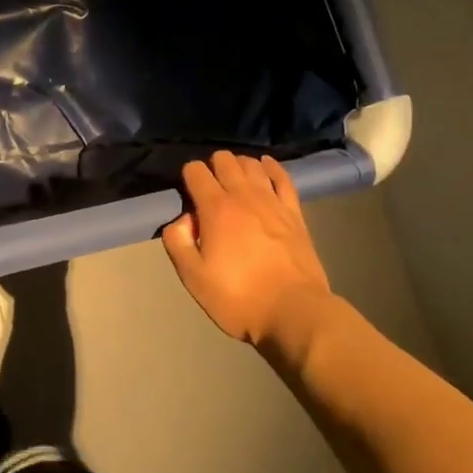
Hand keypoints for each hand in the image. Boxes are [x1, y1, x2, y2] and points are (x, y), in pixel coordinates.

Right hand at [160, 151, 332, 347]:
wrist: (295, 312)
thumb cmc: (239, 298)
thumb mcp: (194, 278)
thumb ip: (178, 242)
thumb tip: (182, 220)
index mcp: (216, 209)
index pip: (196, 171)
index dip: (188, 176)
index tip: (187, 194)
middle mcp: (243, 195)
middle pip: (224, 160)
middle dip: (212, 166)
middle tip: (209, 189)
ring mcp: (272, 201)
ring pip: (252, 164)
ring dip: (239, 165)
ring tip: (234, 180)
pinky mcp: (294, 212)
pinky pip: (282, 177)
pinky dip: (271, 167)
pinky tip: (265, 166)